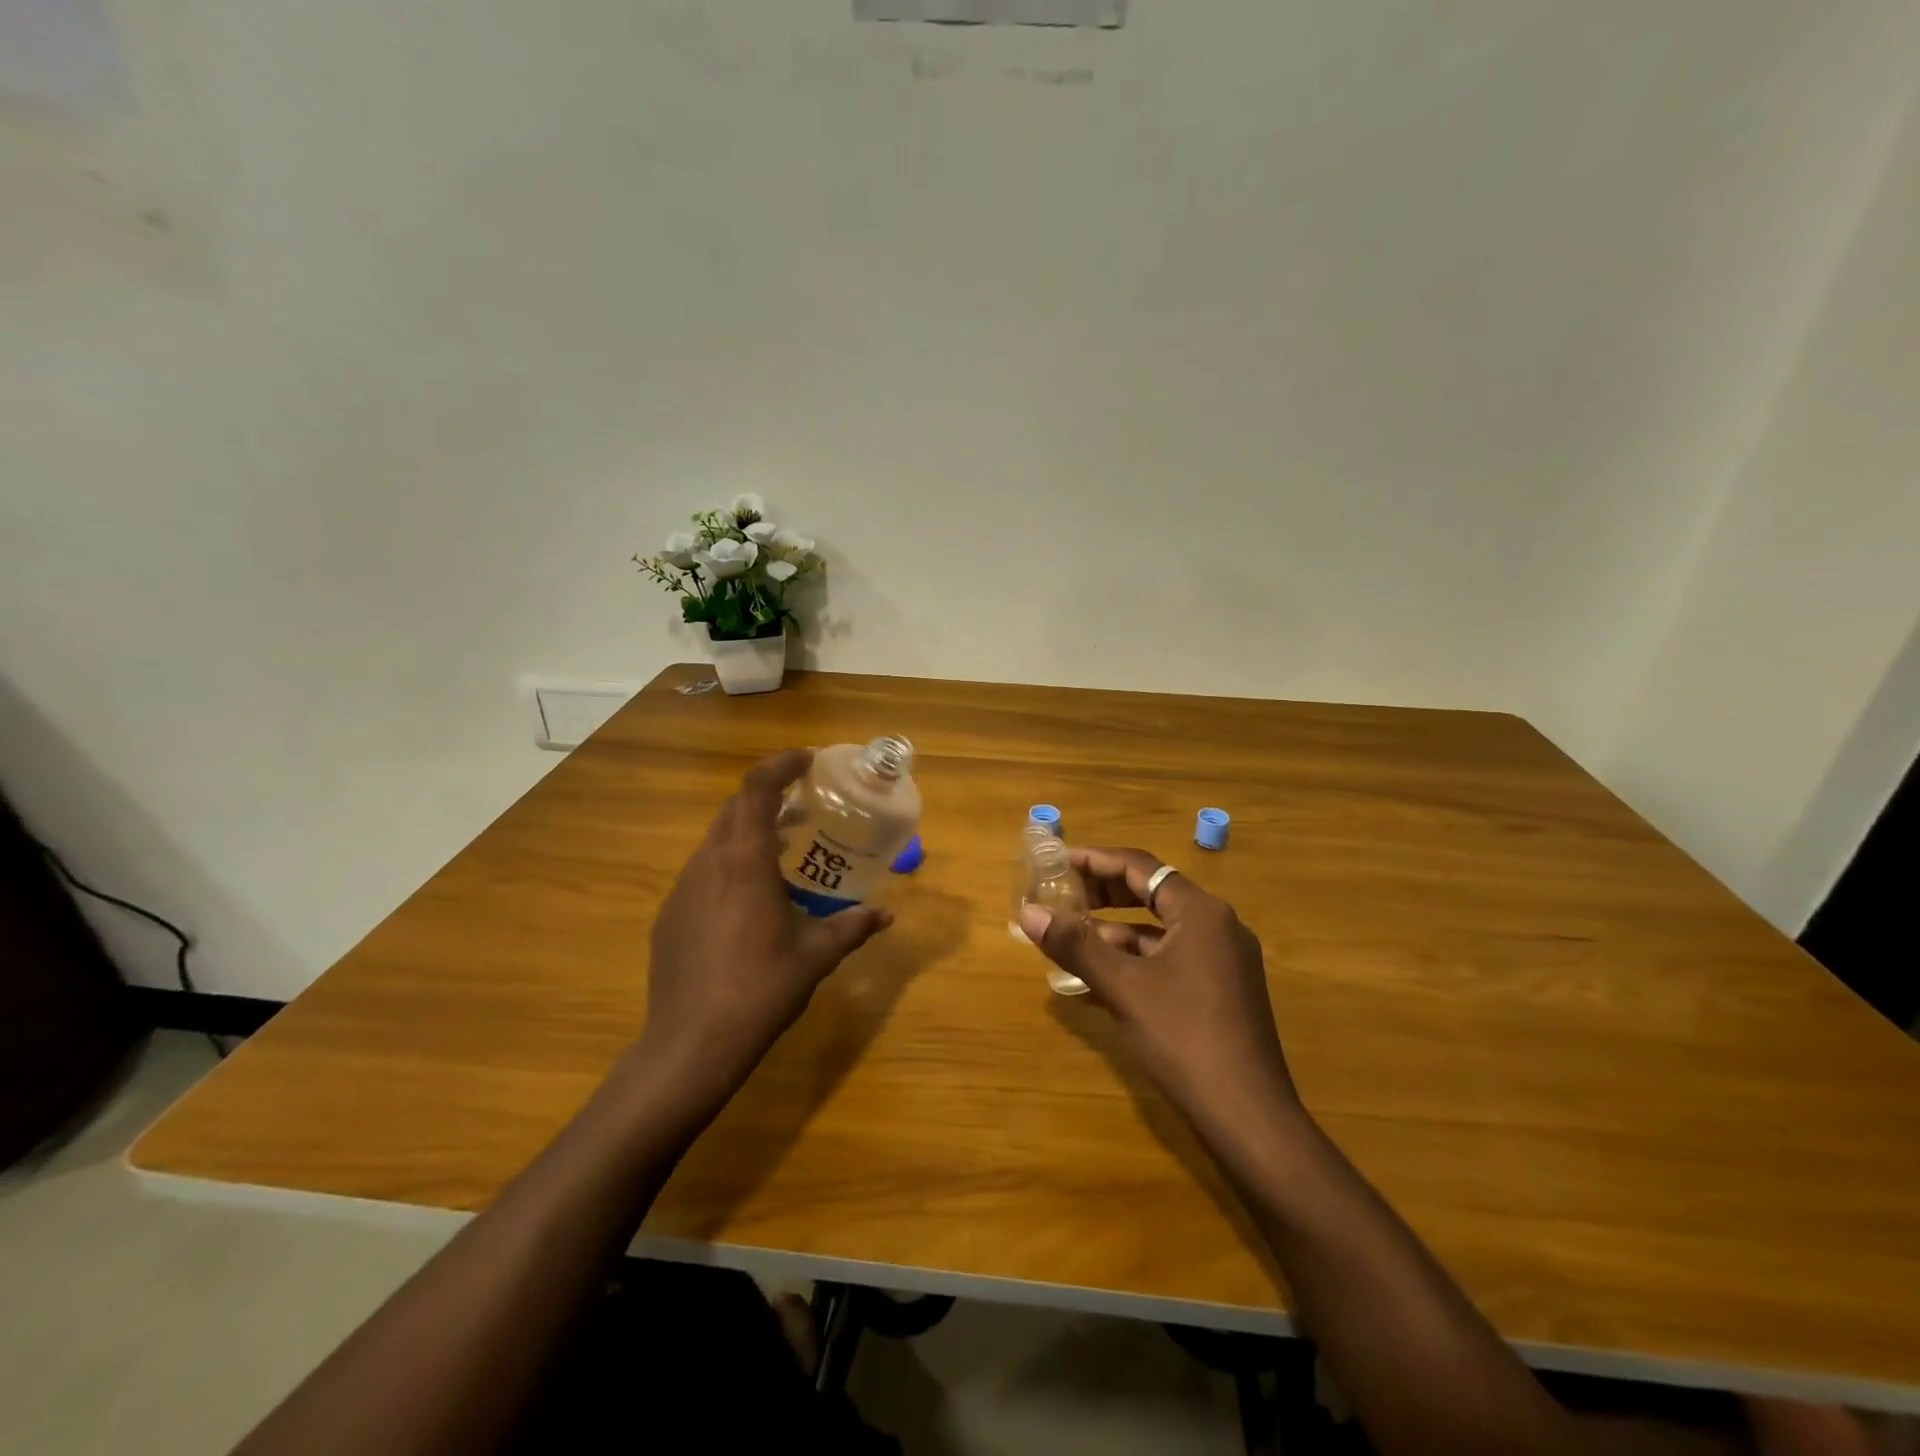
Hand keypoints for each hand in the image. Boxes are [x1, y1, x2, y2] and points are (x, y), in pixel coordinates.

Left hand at [637, 750, 892, 1112]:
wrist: (690, 1045)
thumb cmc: (760, 990)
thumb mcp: (816, 956)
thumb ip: (852, 927)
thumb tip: (886, 915)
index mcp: (744, 862)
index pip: (756, 788)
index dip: (780, 764)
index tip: (808, 760)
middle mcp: (708, 863)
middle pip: (734, 808)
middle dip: (768, 796)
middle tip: (804, 807)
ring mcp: (682, 889)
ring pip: (715, 839)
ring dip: (748, 832)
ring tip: (782, 853)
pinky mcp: (669, 915)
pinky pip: (702, 872)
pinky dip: (729, 865)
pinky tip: (748, 902)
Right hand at [1020, 847, 1301, 1148]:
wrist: (1249, 1117)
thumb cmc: (1185, 1039)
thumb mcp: (1123, 988)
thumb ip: (1075, 946)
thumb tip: (1028, 912)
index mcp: (1200, 912)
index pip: (1141, 867)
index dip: (1095, 860)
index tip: (1057, 861)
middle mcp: (1217, 926)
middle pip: (1151, 893)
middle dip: (1103, 894)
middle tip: (1061, 895)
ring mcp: (1223, 960)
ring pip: (1159, 930)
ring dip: (1114, 931)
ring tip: (1070, 937)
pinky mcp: (1221, 990)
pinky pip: (1169, 959)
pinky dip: (1134, 961)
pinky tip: (1097, 979)